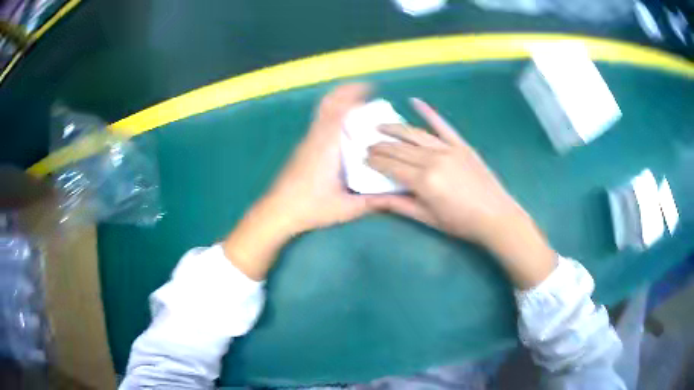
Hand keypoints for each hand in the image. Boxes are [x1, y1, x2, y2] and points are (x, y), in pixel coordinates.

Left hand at [224, 84, 379, 279]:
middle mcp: (316, 138)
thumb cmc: (310, 208)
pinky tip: (343, 124)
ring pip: (322, 111)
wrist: (277, 211)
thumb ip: (371, 202)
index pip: (340, 111)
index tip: (370, 88)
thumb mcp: (345, 208)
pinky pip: (319, 121)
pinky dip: (332, 113)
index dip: (354, 96)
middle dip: (345, 91)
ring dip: (338, 101)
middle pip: (328, 103)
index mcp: (328, 147)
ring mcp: (307, 141)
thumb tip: (395, 197)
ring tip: (356, 101)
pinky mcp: (302, 148)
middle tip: (364, 88)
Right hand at [368, 98, 555, 287]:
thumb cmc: (460, 222)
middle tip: (367, 145)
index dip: (375, 161)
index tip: (363, 158)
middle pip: (399, 149)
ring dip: (394, 129)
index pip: (391, 166)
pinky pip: (442, 125)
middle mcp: (432, 159)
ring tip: (380, 126)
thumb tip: (372, 198)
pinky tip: (415, 101)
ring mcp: (448, 149)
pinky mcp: (461, 145)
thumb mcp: (427, 218)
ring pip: (415, 134)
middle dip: (380, 146)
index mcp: (423, 181)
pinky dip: (428, 112)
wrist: (495, 216)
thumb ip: (399, 205)